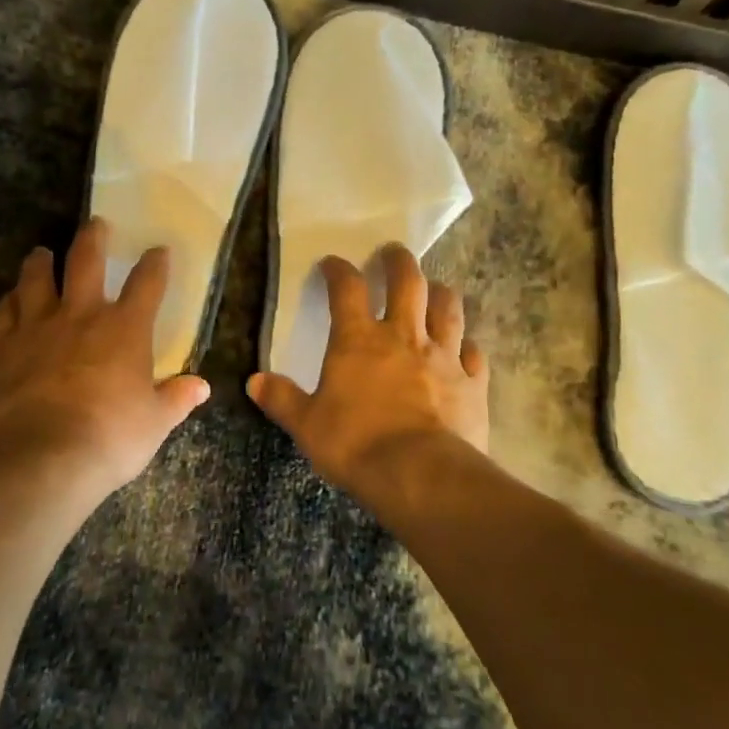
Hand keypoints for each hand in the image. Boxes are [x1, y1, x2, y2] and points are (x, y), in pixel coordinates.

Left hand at [0, 217, 209, 499]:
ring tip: (42, 252)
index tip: (159, 250)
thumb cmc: (109, 437)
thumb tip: (201, 387)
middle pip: (86, 262)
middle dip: (93, 238)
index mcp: (125, 329)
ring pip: (36, 279)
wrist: (39, 455)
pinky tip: (10, 299)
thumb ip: (175, 399)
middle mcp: (81, 315)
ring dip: (41, 262)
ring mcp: (36, 327)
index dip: (155, 264)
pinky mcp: (1, 347)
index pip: (147, 284)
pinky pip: (3, 312)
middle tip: (95, 223)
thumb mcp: (154, 423)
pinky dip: (9, 301)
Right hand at [248, 245, 488, 488]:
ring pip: (448, 309)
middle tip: (394, 252)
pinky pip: (474, 354)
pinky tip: (466, 348)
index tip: (332, 264)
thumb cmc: (356, 444)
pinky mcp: (472, 383)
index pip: (346, 290)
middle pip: (407, 283)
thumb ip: (283, 399)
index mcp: (358, 341)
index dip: (338, 271)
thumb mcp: (307, 425)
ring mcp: (443, 357)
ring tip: (435, 288)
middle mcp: (403, 337)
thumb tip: (254, 381)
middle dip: (399, 262)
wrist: (421, 475)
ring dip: (440, 293)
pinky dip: (468, 347)